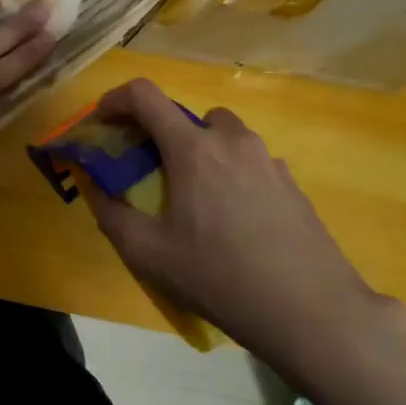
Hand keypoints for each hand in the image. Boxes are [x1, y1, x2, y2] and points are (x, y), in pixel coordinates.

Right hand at [83, 79, 405, 373]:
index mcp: (193, 149)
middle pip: (186, 115)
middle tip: (149, 172)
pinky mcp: (292, 182)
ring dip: (199, 150)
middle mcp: (232, 140)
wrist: (308, 309)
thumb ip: (112, 214)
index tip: (103, 122)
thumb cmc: (218, 277)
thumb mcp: (148, 254)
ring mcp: (268, 159)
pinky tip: (234, 220)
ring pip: (223, 136)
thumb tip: (97, 188)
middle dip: (159, 134)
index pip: (145, 96)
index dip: (115, 100)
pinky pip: (250, 162)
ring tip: (195, 198)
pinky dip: (231, 173)